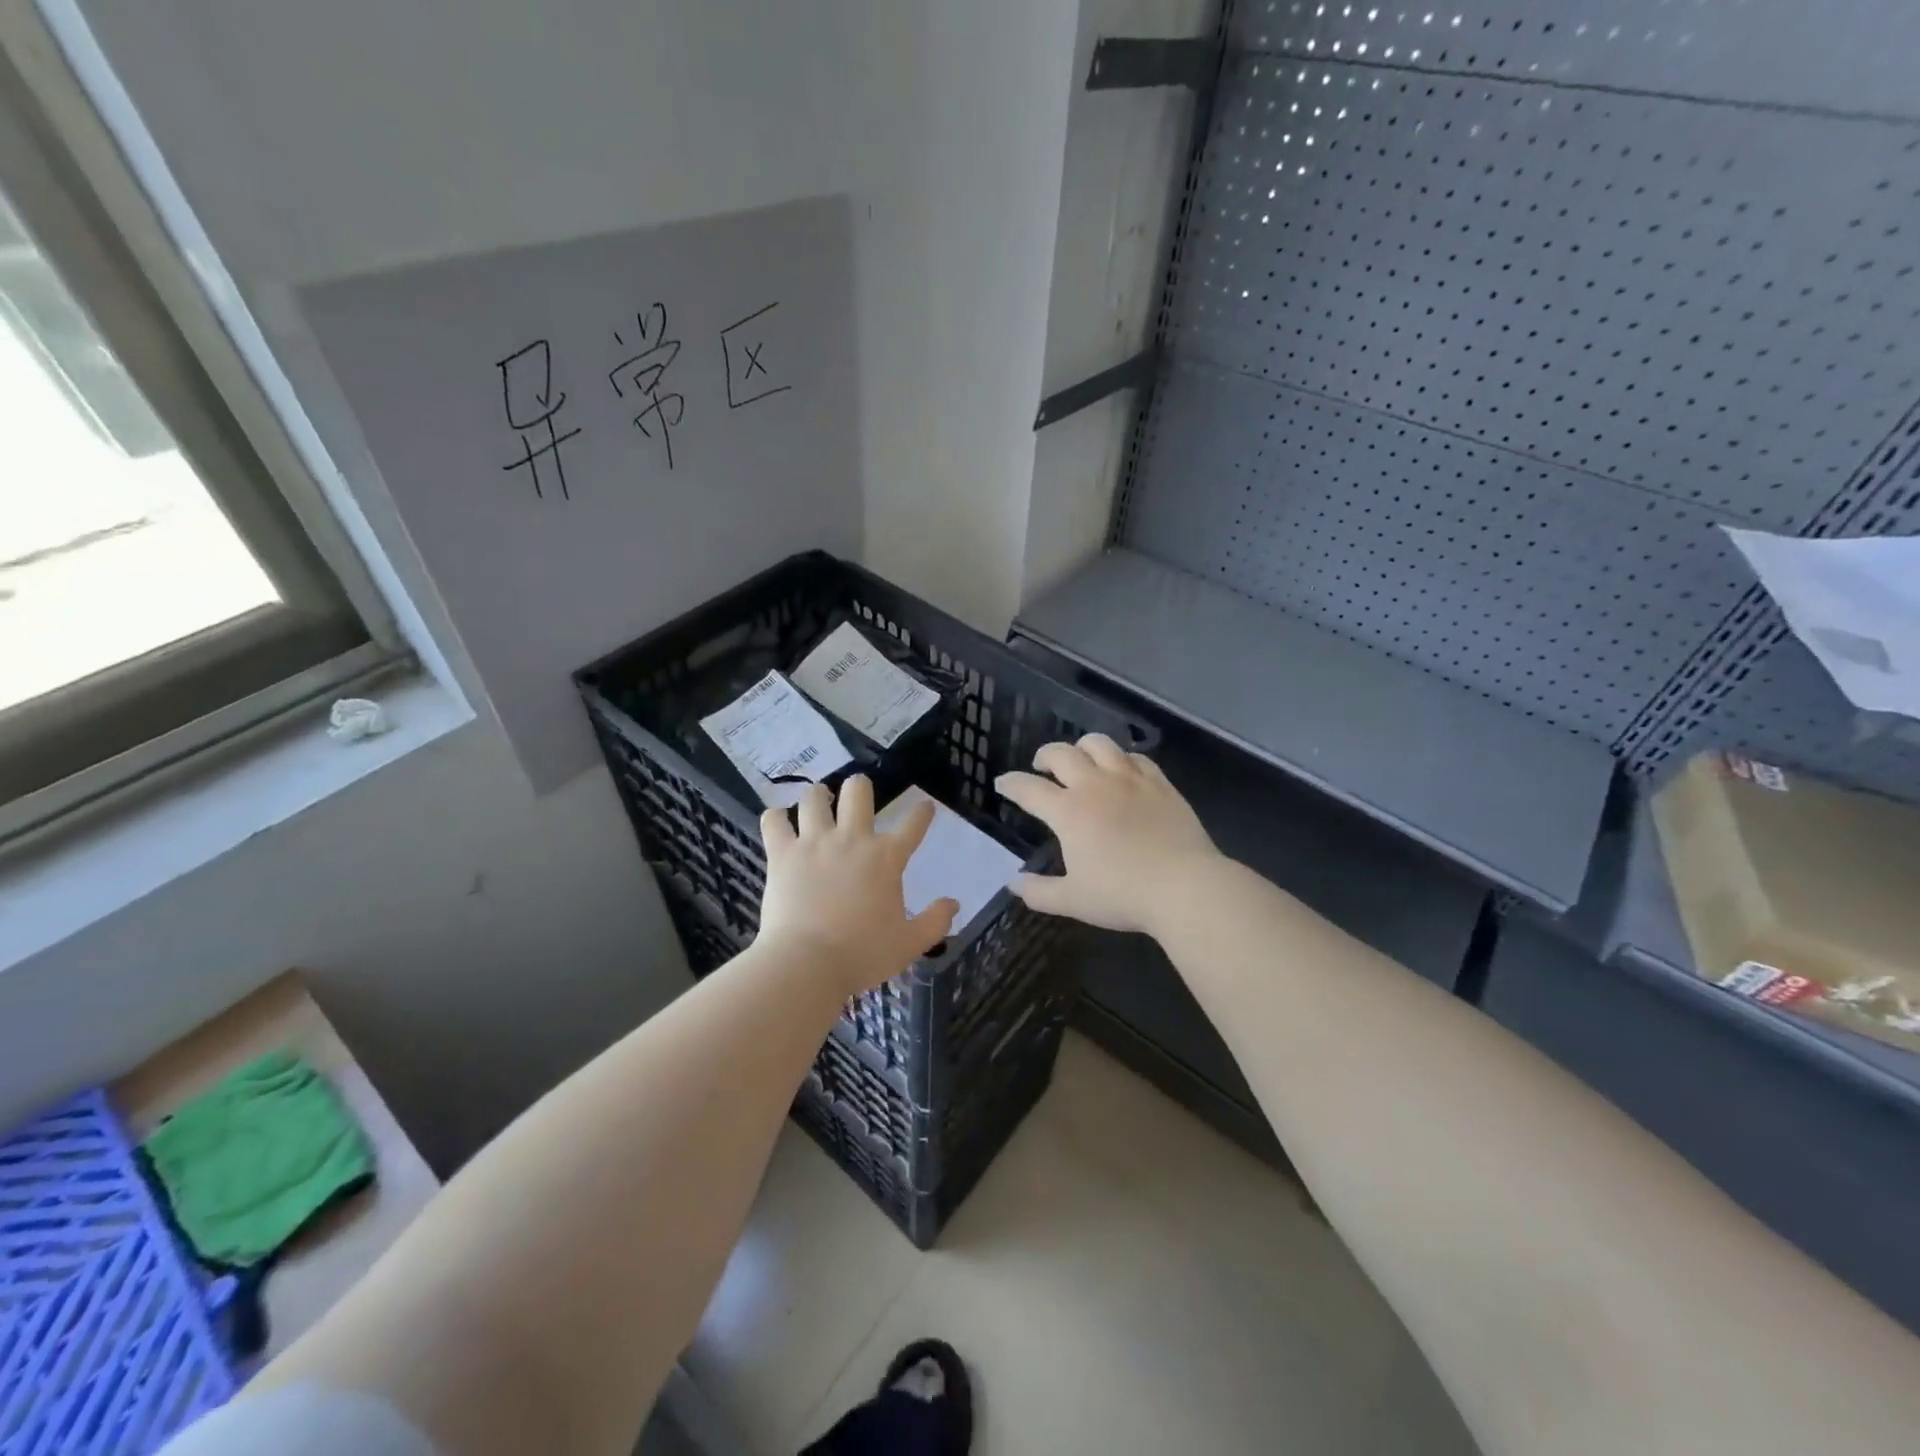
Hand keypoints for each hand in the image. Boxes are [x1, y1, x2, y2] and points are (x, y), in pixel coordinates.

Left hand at [758, 776, 958, 996]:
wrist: (807, 963)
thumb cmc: (863, 954)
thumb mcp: (910, 944)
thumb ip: (935, 922)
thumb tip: (954, 904)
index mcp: (886, 858)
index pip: (913, 825)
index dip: (922, 813)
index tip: (925, 807)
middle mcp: (852, 840)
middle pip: (858, 792)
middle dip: (860, 787)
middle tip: (858, 793)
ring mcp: (814, 843)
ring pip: (814, 799)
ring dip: (818, 796)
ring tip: (819, 799)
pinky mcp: (782, 855)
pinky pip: (774, 821)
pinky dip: (776, 818)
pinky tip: (778, 821)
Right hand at [996, 735, 1220, 935]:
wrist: (1185, 887)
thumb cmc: (1123, 895)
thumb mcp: (1073, 901)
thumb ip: (1038, 892)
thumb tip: (1013, 883)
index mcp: (1068, 812)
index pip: (1029, 788)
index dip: (1011, 784)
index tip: (1002, 783)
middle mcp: (1095, 785)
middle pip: (1062, 754)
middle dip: (1044, 756)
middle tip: (1041, 766)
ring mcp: (1130, 779)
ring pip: (1099, 744)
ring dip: (1082, 747)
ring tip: (1080, 758)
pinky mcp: (1159, 783)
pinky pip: (1135, 757)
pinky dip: (1121, 758)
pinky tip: (1121, 769)